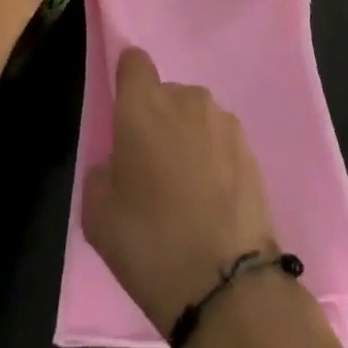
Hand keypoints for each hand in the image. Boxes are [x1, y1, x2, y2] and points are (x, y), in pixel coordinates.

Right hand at [82, 47, 278, 334]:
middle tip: (150, 169)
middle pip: (165, 94)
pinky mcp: (250, 147)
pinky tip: (210, 201)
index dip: (127, 81)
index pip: (133, 62)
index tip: (123, 113)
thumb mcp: (98, 214)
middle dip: (156, 120)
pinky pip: (219, 140)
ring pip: (194, 117)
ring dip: (187, 138)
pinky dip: (212, 159)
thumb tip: (118, 162)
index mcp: (143, 105)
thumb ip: (102, 171)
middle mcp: (185, 99)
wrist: (227, 285)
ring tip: (184, 190)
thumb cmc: (150, 244)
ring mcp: (223, 121)